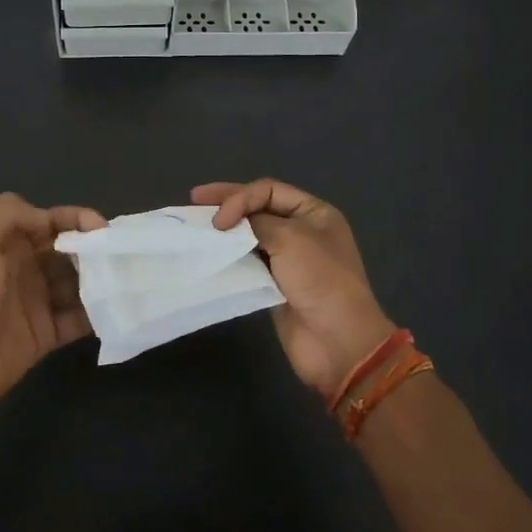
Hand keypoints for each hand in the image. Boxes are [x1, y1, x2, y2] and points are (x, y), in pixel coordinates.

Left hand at [0, 193, 105, 414]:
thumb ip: (11, 212)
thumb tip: (51, 220)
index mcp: (8, 242)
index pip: (50, 222)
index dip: (77, 219)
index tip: (103, 229)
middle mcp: (25, 268)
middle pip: (69, 252)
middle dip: (94, 251)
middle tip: (119, 258)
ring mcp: (37, 302)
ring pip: (78, 284)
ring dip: (100, 281)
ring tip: (125, 282)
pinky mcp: (46, 334)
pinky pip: (78, 319)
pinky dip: (97, 314)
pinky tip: (116, 309)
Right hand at [192, 179, 395, 402]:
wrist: (336, 341)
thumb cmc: (320, 280)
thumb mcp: (291, 238)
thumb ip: (256, 222)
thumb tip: (231, 222)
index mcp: (314, 213)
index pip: (268, 190)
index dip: (240, 197)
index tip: (219, 218)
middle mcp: (302, 231)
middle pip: (258, 208)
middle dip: (228, 204)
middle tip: (194, 200)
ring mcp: (288, 259)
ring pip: (250, 235)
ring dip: (226, 231)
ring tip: (197, 228)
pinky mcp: (274, 284)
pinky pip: (247, 262)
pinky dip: (229, 256)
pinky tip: (210, 254)